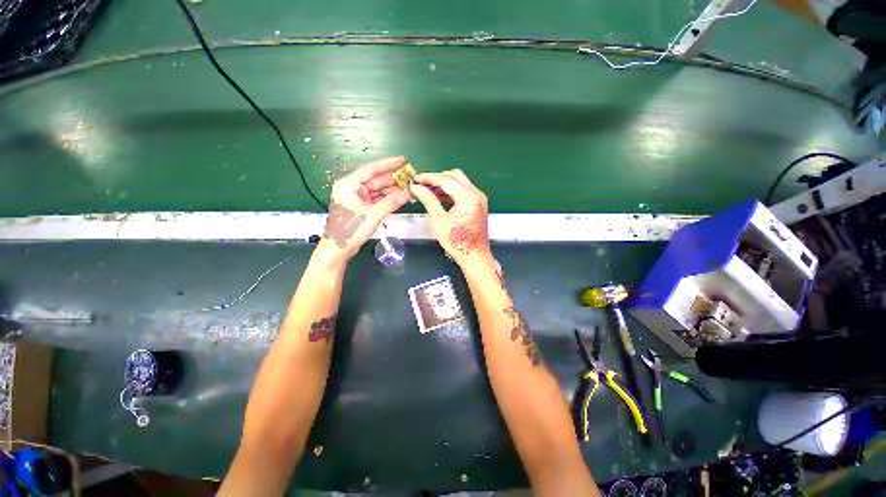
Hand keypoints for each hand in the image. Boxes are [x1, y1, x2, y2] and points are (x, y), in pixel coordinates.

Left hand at [322, 156, 411, 259]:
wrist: (337, 249)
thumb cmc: (351, 230)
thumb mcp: (373, 215)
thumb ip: (391, 203)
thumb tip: (407, 194)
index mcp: (349, 184)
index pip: (371, 169)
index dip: (388, 164)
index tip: (403, 160)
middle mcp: (351, 188)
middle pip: (375, 180)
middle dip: (392, 181)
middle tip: (409, 182)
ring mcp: (354, 198)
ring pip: (376, 190)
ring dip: (390, 191)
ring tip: (407, 192)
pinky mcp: (358, 207)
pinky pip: (374, 199)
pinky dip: (385, 199)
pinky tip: (397, 200)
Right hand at [409, 169, 491, 265]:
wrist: (474, 256)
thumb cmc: (456, 241)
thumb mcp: (438, 219)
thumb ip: (428, 199)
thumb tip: (416, 187)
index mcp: (468, 196)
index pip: (446, 180)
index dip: (429, 178)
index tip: (416, 178)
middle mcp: (476, 193)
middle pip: (455, 176)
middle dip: (437, 178)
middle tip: (422, 184)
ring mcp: (479, 199)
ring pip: (460, 182)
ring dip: (444, 184)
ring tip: (428, 191)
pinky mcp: (478, 204)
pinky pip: (464, 191)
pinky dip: (452, 191)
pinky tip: (439, 197)